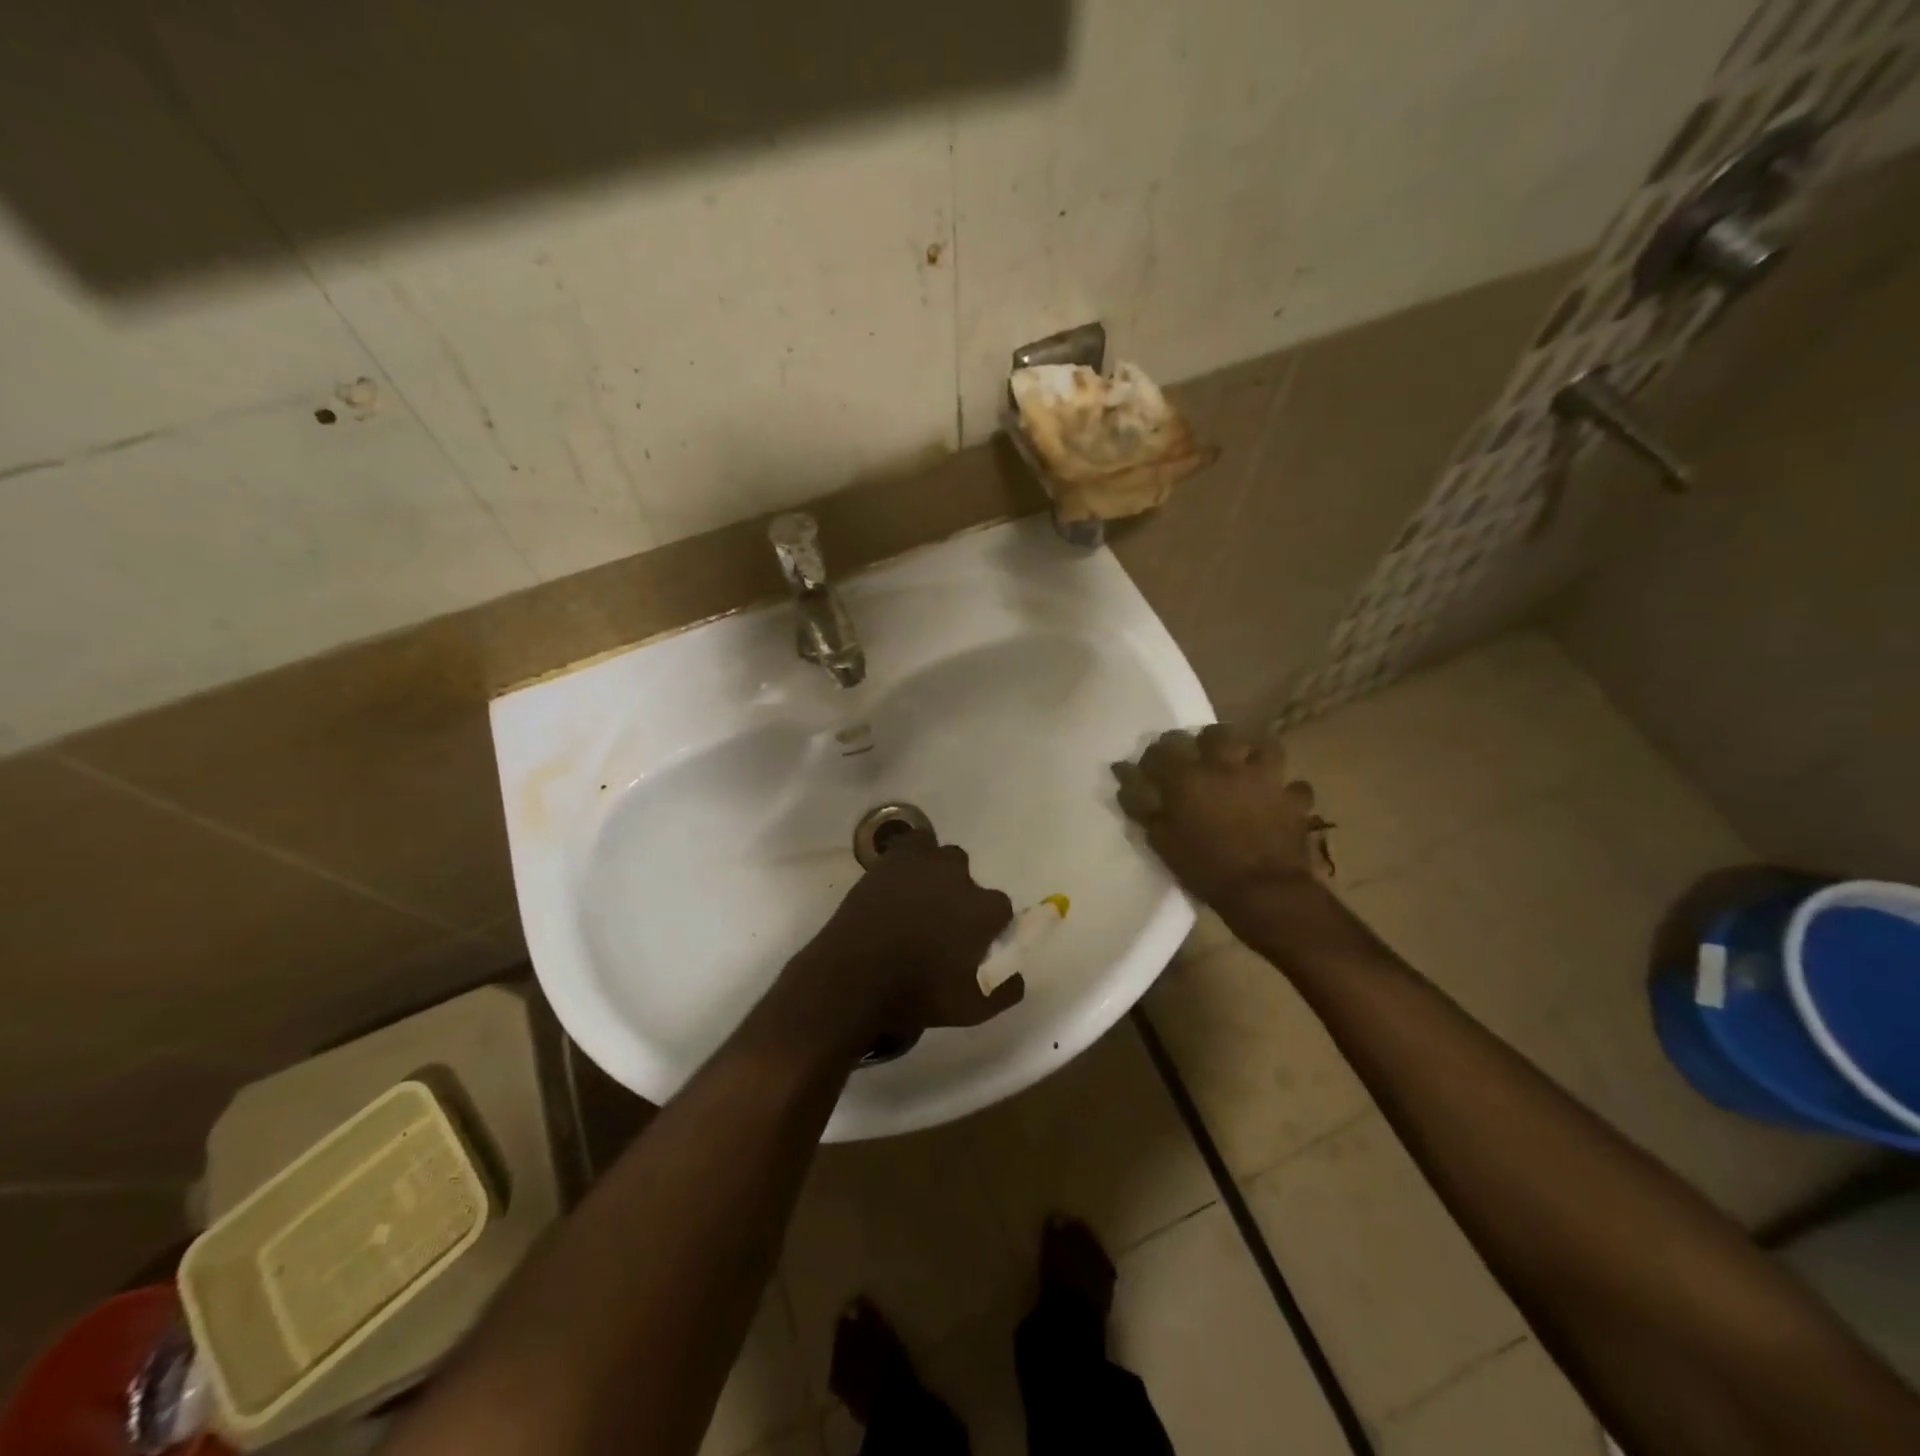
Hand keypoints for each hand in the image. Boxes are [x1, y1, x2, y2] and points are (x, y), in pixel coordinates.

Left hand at [785, 835, 1020, 1049]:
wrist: (853, 978)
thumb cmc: (916, 995)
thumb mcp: (973, 1009)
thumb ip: (1006, 989)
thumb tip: (1015, 974)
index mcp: (984, 909)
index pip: (1000, 909)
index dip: (986, 927)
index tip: (971, 944)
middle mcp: (961, 877)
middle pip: (970, 881)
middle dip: (961, 898)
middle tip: (941, 925)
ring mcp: (925, 862)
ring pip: (944, 858)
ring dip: (938, 875)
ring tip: (919, 901)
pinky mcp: (893, 858)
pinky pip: (913, 844)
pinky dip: (913, 856)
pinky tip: (902, 878)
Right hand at [1113, 723, 1326, 907]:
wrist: (1265, 891)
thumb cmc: (1205, 868)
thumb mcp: (1162, 841)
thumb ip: (1142, 805)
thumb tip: (1124, 775)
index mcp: (1189, 777)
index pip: (1163, 749)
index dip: (1154, 756)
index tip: (1149, 767)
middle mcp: (1227, 766)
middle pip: (1215, 734)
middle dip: (1205, 741)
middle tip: (1199, 758)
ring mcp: (1266, 779)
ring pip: (1262, 746)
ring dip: (1251, 754)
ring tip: (1243, 767)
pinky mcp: (1294, 799)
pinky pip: (1292, 786)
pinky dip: (1284, 791)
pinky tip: (1277, 800)